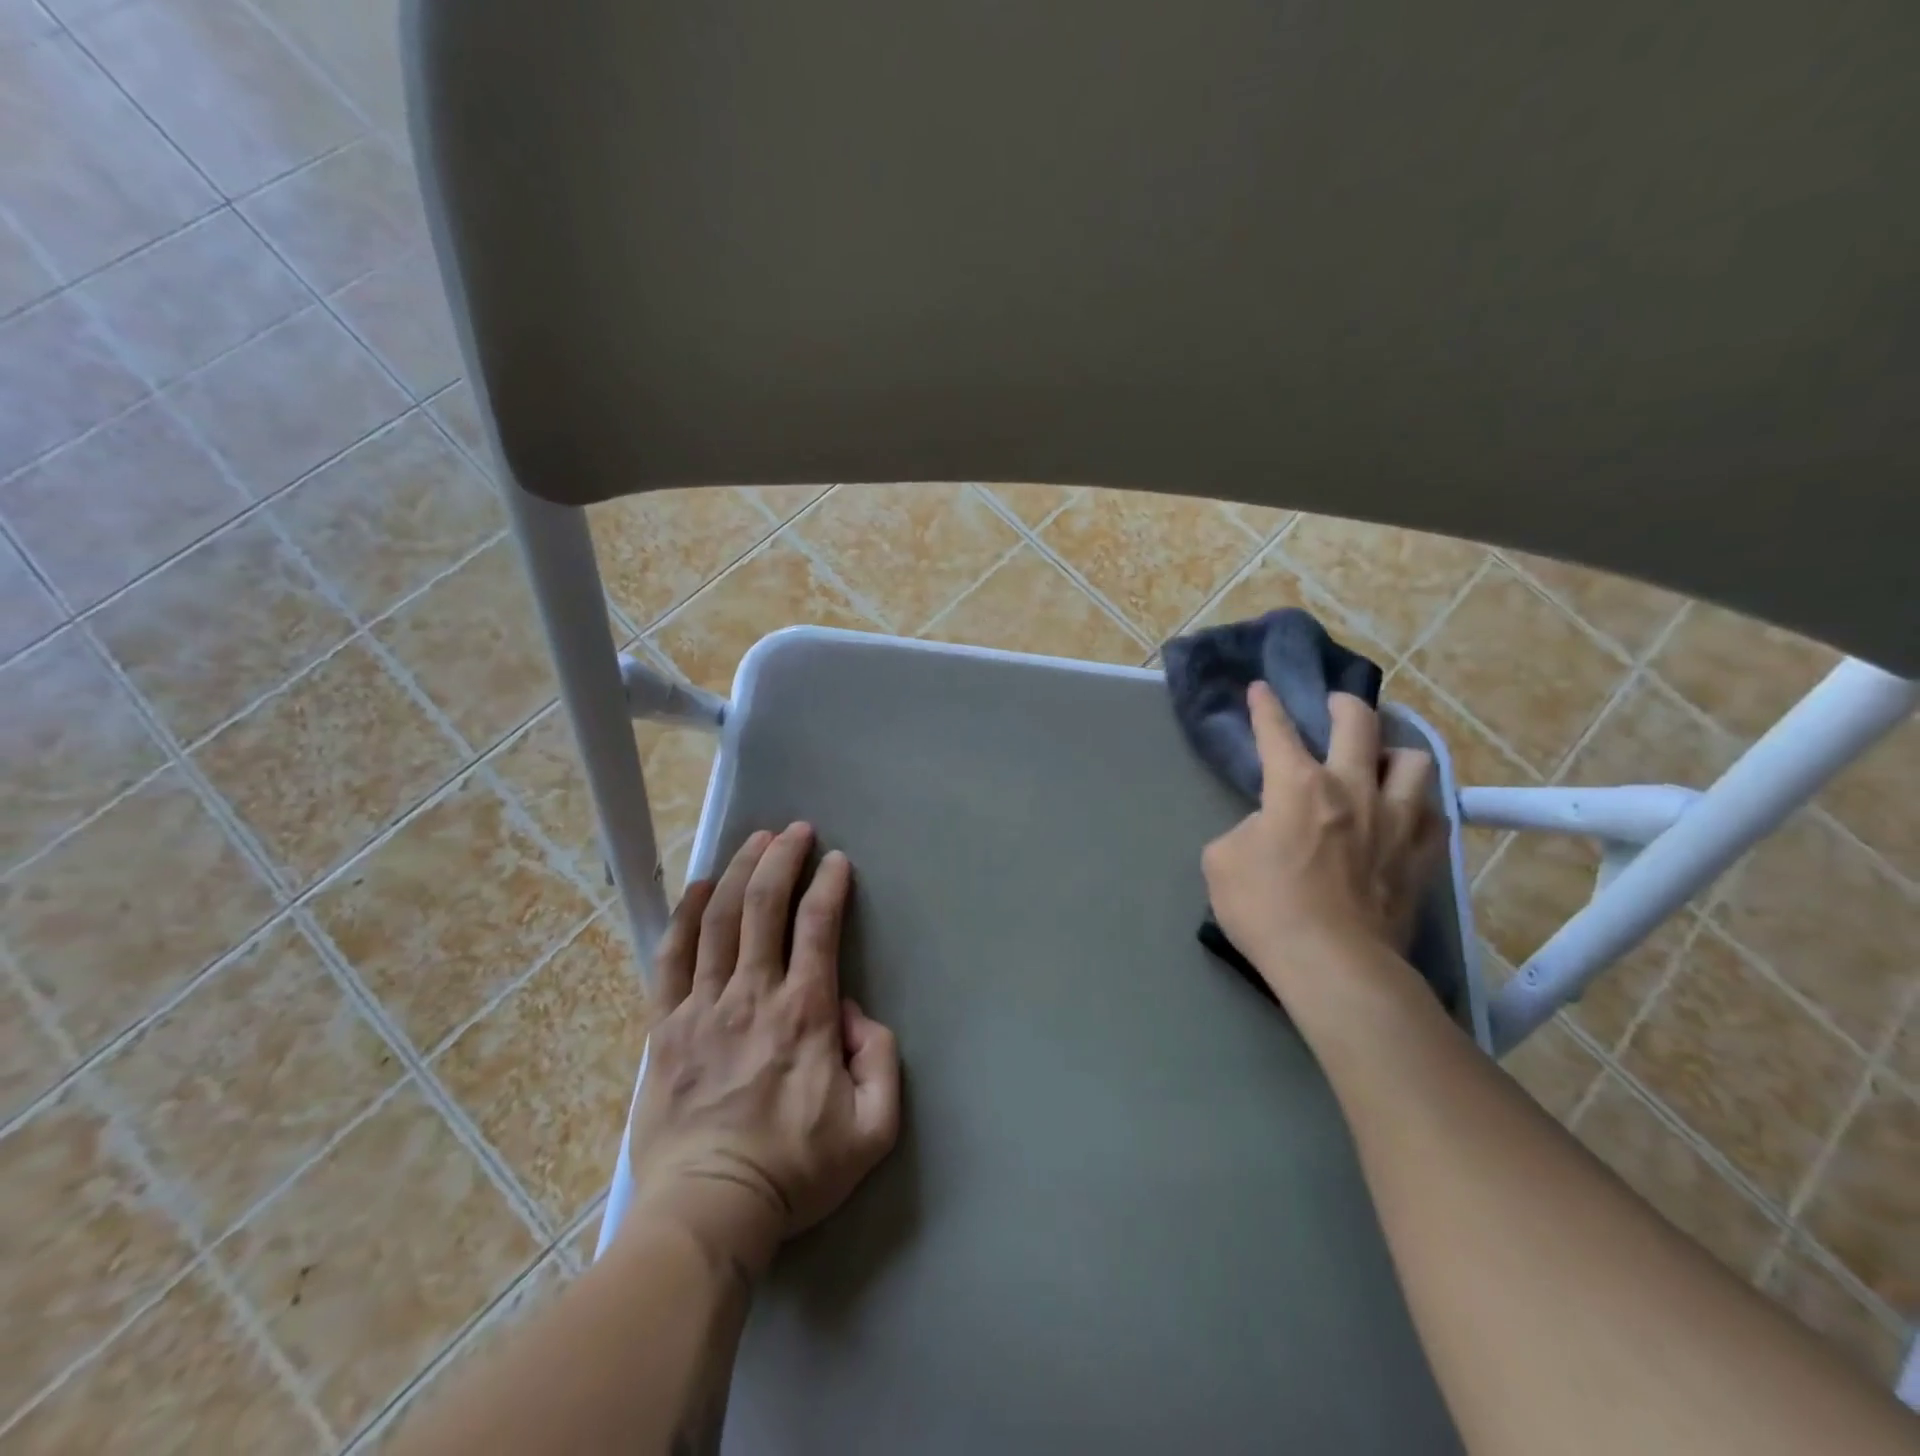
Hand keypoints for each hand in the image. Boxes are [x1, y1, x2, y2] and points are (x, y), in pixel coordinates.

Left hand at [625, 823, 900, 1274]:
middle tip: (796, 831)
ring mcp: (703, 1006)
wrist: (709, 1212)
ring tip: (755, 840)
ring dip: (738, 871)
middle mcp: (753, 994)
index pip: (818, 926)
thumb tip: (855, 1013)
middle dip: (782, 858)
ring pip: (719, 919)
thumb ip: (881, 1061)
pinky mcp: (666, 1026)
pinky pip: (672, 956)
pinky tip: (697, 887)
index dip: (829, 884)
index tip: (837, 861)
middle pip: (764, 905)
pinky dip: (685, 914)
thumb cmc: (796, 1171)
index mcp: (804, 1013)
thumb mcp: (873, 1130)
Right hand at [1201, 683, 1443, 988]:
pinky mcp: (1423, 856)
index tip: (1262, 687)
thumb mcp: (1223, 860)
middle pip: (1358, 724)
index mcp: (1298, 786)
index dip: (1266, 706)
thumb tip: (1270, 828)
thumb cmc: (1266, 908)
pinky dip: (1417, 803)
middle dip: (1342, 705)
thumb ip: (1246, 829)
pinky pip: (1433, 812)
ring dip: (1392, 754)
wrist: (1333, 965)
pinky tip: (1404, 813)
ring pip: (1413, 760)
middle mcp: (1353, 789)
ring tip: (1379, 766)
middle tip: (1334, 705)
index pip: (1277, 731)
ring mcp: (1397, 821)